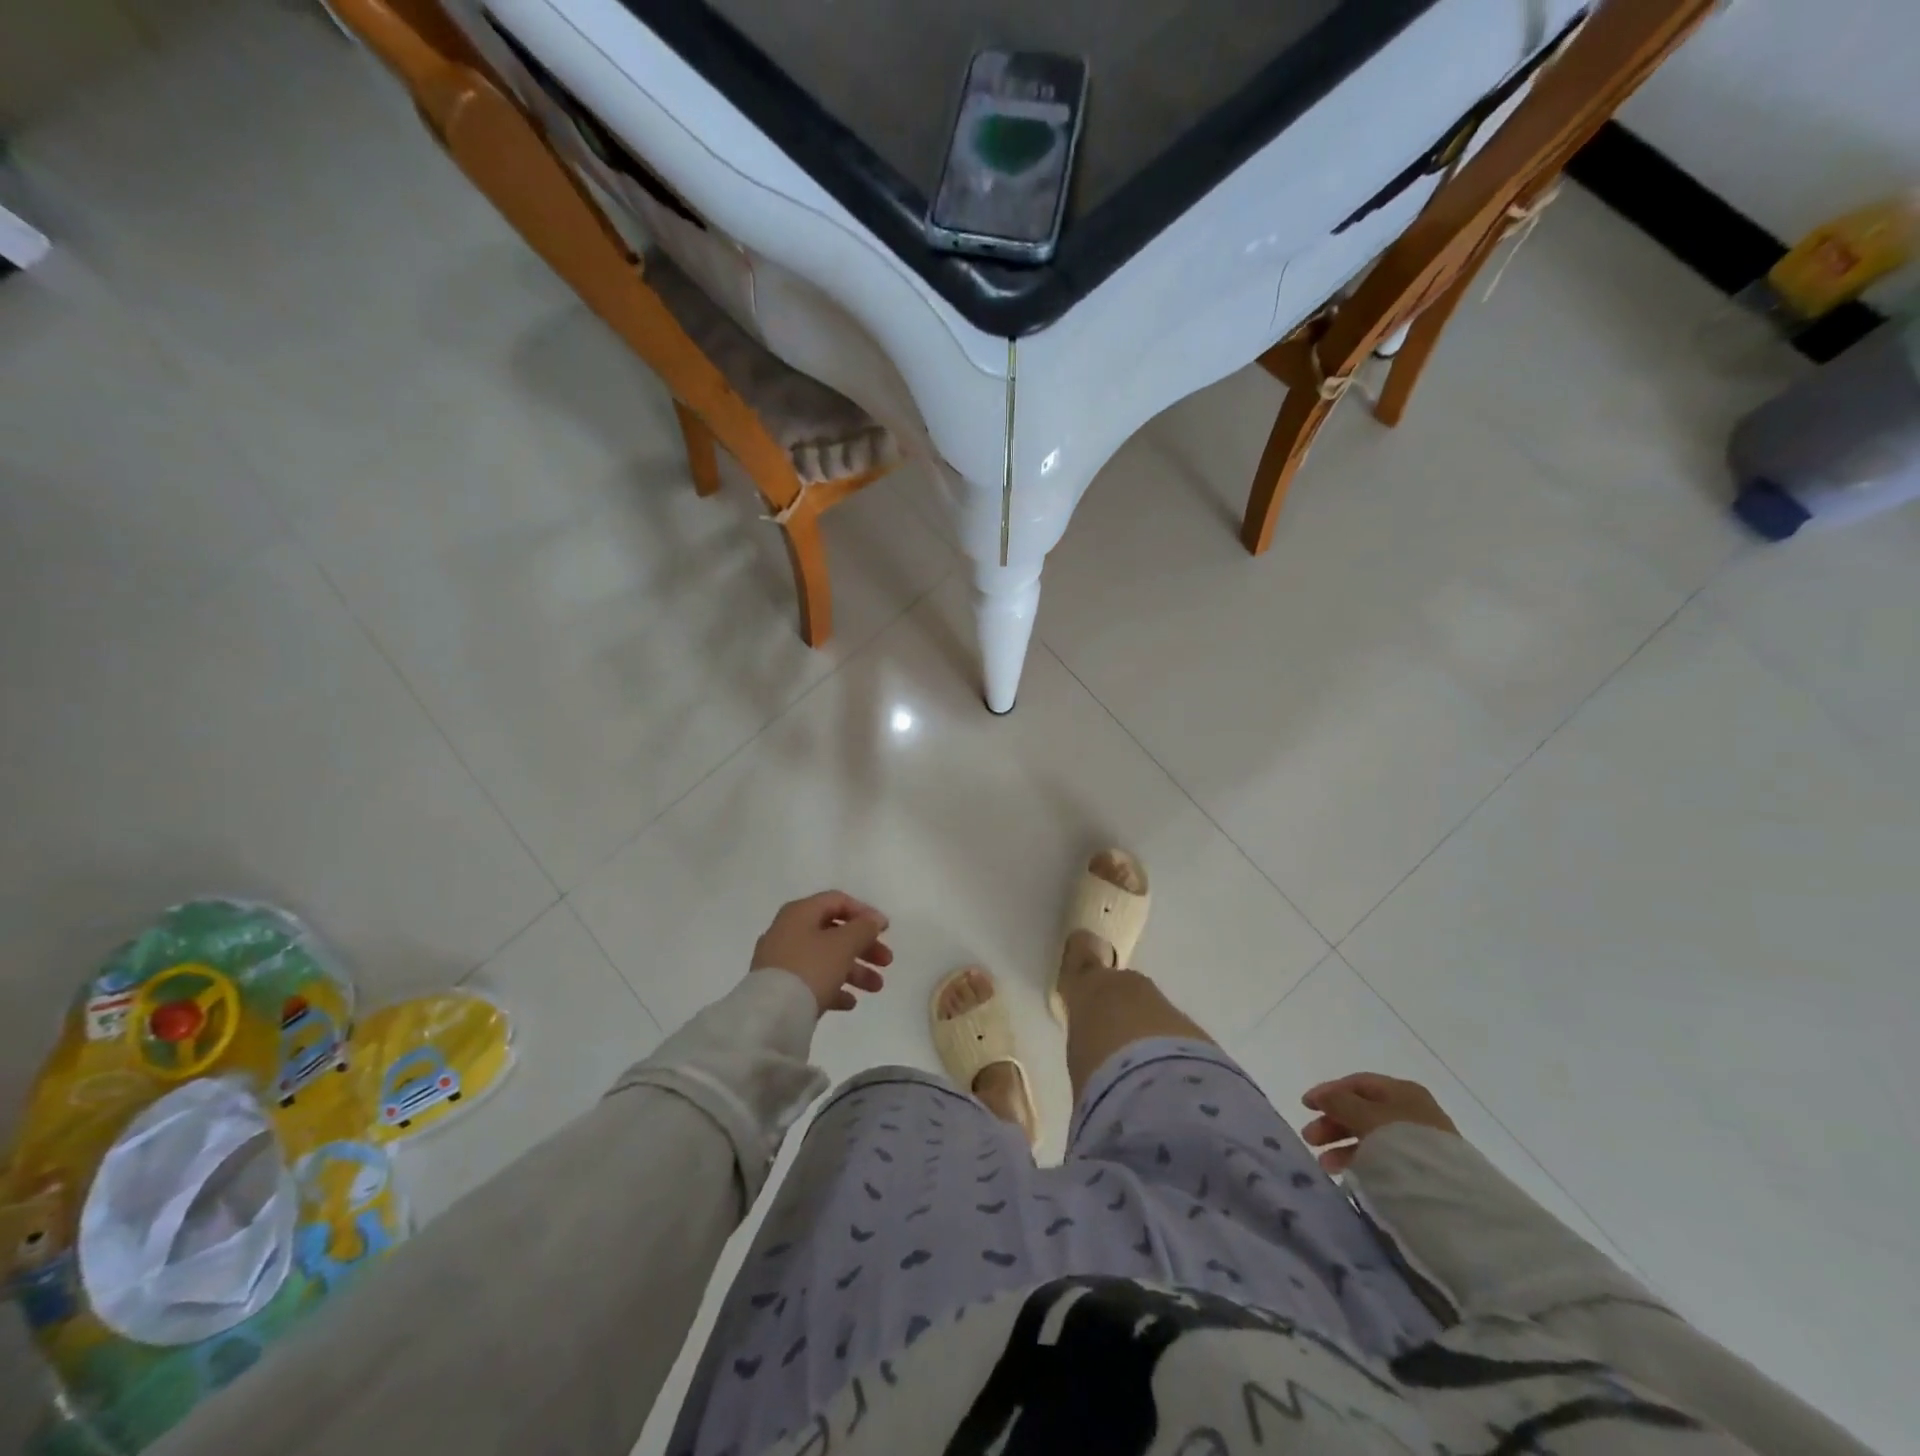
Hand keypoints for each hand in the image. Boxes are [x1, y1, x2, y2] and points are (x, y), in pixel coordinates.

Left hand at [751, 891, 892, 1014]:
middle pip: (833, 932)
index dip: (864, 912)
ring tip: (876, 988)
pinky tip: (850, 1003)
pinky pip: (812, 981)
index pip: (837, 901)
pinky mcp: (779, 987)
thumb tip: (874, 920)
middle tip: (887, 962)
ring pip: (825, 959)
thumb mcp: (844, 944)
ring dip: (854, 971)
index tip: (886, 930)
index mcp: (800, 912)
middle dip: (864, 947)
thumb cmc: (811, 968)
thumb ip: (863, 928)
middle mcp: (787, 931)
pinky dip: (833, 988)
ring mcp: (781, 960)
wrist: (771, 1015)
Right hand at [1300, 1073, 1459, 1172]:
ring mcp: (1420, 1142)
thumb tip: (1322, 1096)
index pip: (1357, 1084)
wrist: (1452, 1199)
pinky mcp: (1424, 1170)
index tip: (1305, 1106)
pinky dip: (1363, 1161)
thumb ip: (1339, 1102)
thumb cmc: (1403, 1145)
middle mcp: (1413, 1111)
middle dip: (1333, 1123)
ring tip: (1324, 1164)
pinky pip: (1384, 1158)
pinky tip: (1348, 1173)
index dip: (1328, 1092)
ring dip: (1344, 1146)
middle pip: (1362, 1110)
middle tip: (1310, 1139)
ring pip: (1372, 1136)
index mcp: (1402, 1091)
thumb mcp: (1365, 1116)